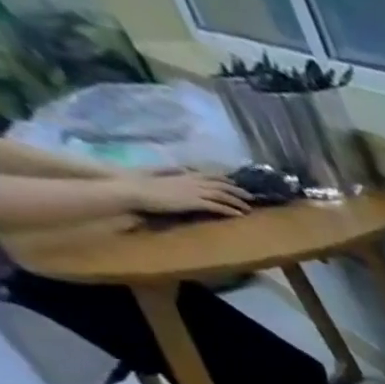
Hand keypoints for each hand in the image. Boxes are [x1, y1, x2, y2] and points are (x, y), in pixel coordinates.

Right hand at [124, 171, 251, 216]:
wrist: (133, 190)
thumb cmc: (141, 183)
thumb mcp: (157, 172)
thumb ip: (170, 171)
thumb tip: (180, 168)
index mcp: (183, 174)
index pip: (209, 175)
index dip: (224, 179)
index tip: (235, 183)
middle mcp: (191, 181)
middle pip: (220, 184)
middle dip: (237, 190)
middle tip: (250, 196)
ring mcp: (193, 191)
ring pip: (222, 195)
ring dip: (238, 201)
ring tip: (249, 208)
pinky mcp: (193, 202)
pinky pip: (217, 206)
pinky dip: (230, 210)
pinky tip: (240, 215)